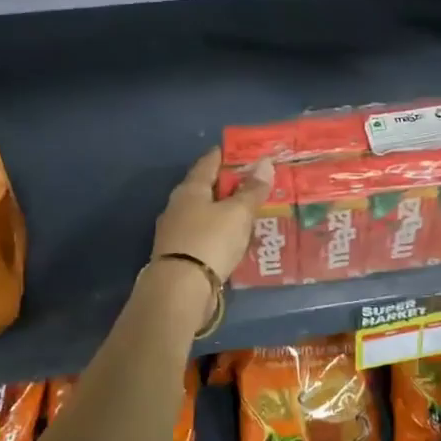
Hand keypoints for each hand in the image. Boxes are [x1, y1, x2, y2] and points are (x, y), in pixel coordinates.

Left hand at [152, 148, 272, 282]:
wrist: (180, 289)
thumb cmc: (210, 240)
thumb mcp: (238, 213)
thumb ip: (252, 190)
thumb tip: (265, 163)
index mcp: (190, 189)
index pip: (209, 162)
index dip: (226, 155)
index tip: (243, 151)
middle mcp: (178, 205)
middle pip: (205, 187)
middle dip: (228, 185)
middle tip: (253, 183)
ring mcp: (175, 231)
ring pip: (204, 213)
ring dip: (223, 211)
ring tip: (247, 212)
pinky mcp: (179, 254)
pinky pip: (204, 234)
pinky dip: (219, 232)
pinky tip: (232, 239)